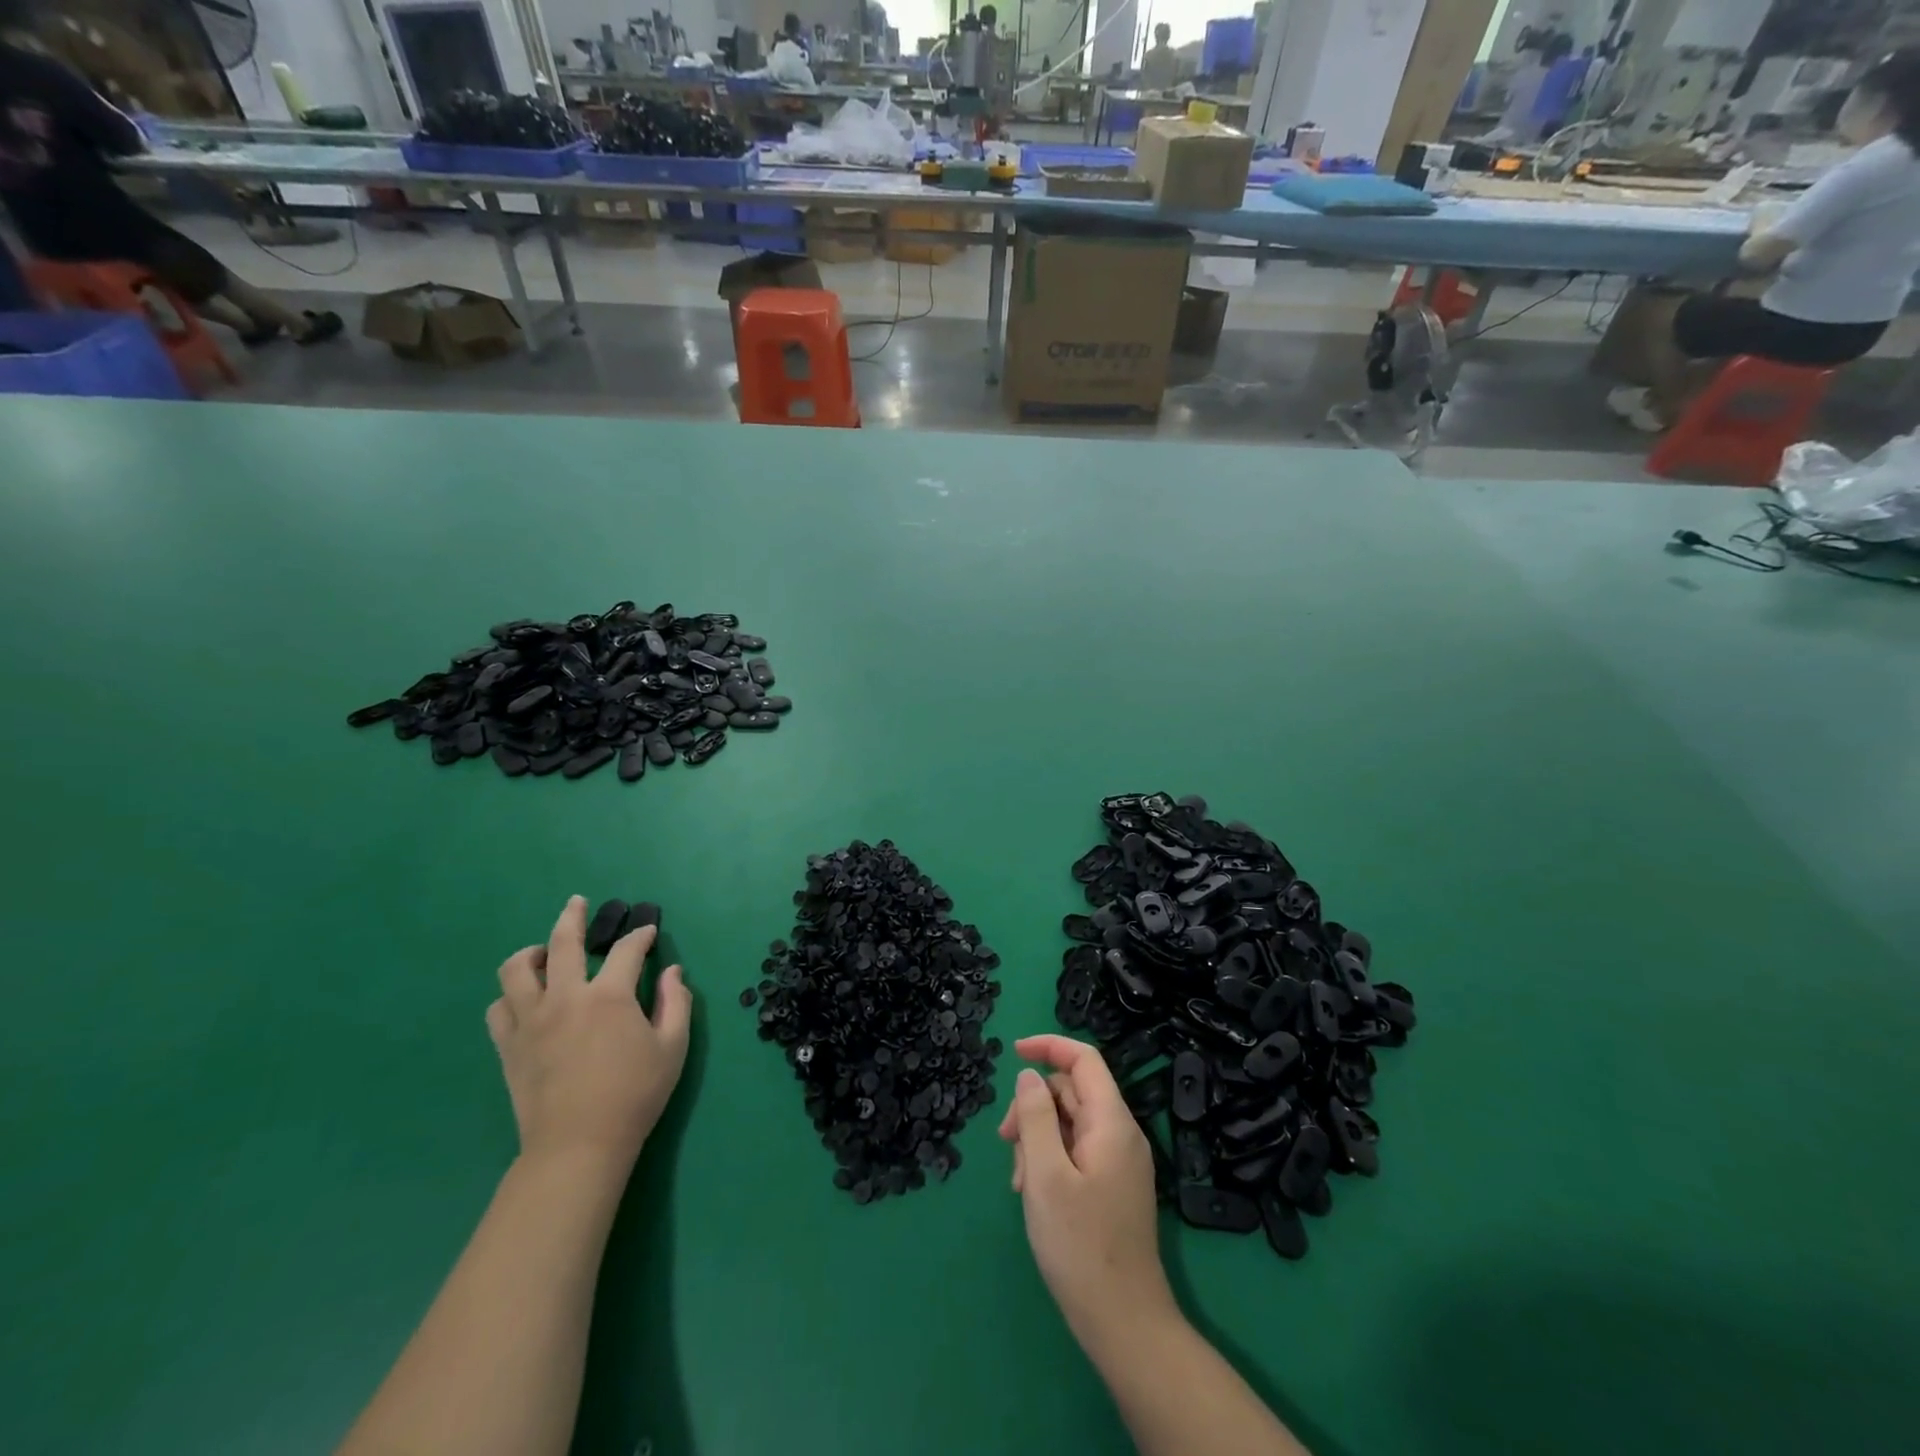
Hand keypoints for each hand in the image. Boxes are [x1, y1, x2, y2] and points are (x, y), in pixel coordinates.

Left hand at [487, 896, 692, 1172]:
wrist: (578, 1146)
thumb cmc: (634, 1095)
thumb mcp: (673, 1047)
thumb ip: (676, 1003)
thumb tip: (673, 972)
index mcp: (609, 996)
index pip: (627, 950)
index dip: (641, 936)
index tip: (648, 933)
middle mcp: (566, 997)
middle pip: (562, 942)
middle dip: (573, 916)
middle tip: (577, 903)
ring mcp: (531, 1021)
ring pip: (516, 970)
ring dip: (531, 952)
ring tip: (542, 953)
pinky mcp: (509, 1046)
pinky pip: (498, 1008)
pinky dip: (510, 996)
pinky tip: (525, 1000)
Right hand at [998, 1034, 1174, 1345]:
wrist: (1124, 1323)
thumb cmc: (1080, 1246)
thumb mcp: (1045, 1175)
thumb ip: (1035, 1117)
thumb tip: (1030, 1075)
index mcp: (1112, 1122)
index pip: (1084, 1059)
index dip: (1049, 1046)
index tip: (1013, 1052)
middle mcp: (1120, 1134)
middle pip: (1072, 1092)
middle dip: (1034, 1106)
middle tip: (1005, 1141)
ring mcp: (1118, 1161)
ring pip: (1069, 1123)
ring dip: (1037, 1138)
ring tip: (1020, 1182)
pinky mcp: (1112, 1185)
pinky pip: (1076, 1151)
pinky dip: (1050, 1160)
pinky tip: (1033, 1194)